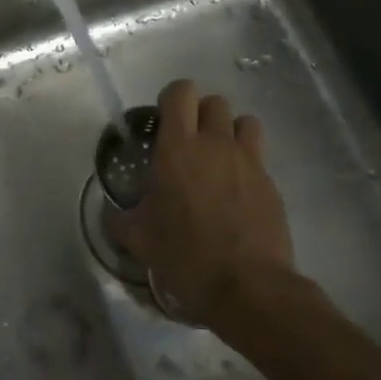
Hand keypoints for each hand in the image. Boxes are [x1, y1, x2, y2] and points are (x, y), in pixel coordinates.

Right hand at [107, 79, 294, 326]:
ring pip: (244, 121)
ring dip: (230, 131)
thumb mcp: (139, 239)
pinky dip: (247, 163)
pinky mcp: (271, 182)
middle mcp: (216, 143)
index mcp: (178, 147)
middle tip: (189, 143)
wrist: (247, 286)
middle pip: (215, 102)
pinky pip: (258, 156)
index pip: (181, 93)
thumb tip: (110, 213)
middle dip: (201, 114)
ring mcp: (248, 161)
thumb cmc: (185, 255)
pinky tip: (236, 193)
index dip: (172, 99)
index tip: (164, 121)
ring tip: (218, 159)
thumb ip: (119, 219)